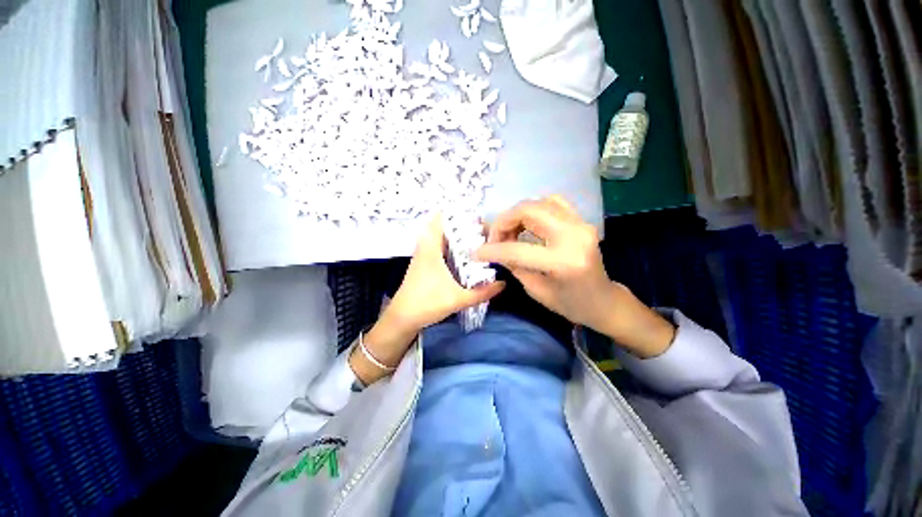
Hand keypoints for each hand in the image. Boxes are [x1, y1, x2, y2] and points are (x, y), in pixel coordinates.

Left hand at [350, 214, 504, 384]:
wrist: (402, 318)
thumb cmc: (427, 303)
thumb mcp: (458, 299)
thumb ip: (482, 293)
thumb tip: (503, 284)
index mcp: (431, 249)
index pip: (438, 220)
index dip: (454, 212)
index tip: (473, 213)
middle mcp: (425, 248)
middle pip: (442, 227)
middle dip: (460, 225)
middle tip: (481, 228)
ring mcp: (422, 256)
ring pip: (439, 238)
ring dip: (454, 236)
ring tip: (475, 238)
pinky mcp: (423, 265)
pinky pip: (437, 248)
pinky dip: (449, 246)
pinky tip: (462, 254)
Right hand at [475, 196, 673, 357]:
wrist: (603, 301)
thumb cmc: (570, 304)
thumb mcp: (536, 290)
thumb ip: (514, 265)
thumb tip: (495, 249)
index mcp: (563, 262)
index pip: (518, 249)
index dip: (492, 249)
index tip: (476, 252)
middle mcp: (574, 236)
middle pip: (529, 211)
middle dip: (504, 221)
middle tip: (495, 238)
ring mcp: (581, 224)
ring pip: (539, 202)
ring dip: (517, 214)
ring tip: (510, 231)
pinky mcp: (582, 220)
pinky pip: (553, 203)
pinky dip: (534, 210)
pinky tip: (528, 224)